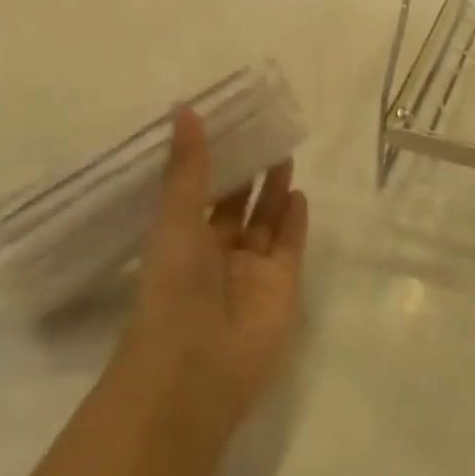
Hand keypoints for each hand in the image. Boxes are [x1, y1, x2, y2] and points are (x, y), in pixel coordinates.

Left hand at [115, 107, 308, 432]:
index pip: (198, 191)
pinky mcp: (281, 288)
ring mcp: (250, 272)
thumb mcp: (175, 217)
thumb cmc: (175, 286)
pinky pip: (289, 247)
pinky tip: (299, 192)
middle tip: (262, 133)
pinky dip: (294, 222)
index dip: (211, 160)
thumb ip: (187, 166)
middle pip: (235, 205)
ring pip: (264, 222)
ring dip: (272, 190)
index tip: (226, 124)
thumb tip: (183, 107)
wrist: (198, 367)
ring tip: (282, 152)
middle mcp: (215, 253)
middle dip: (247, 173)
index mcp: (181, 238)